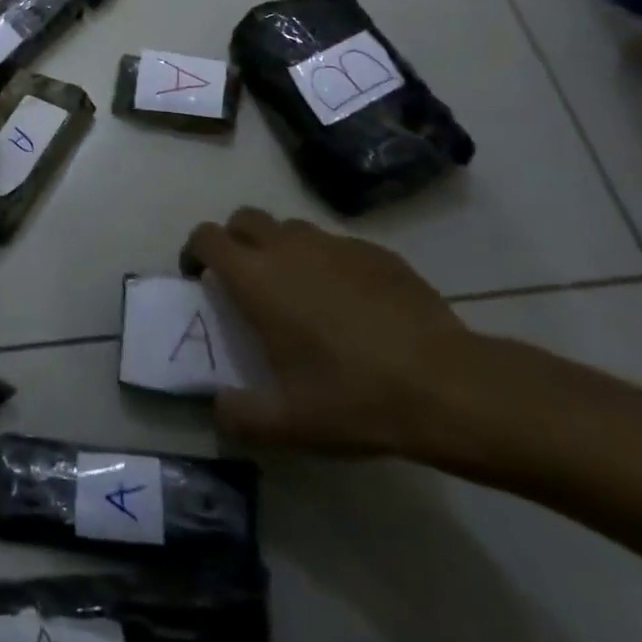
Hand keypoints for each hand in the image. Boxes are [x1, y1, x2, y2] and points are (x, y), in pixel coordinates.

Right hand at [183, 208, 482, 459]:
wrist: (446, 385)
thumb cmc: (353, 396)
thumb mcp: (289, 423)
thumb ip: (240, 416)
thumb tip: (218, 410)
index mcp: (256, 277)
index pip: (208, 238)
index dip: (195, 251)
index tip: (200, 278)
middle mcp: (289, 247)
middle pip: (245, 219)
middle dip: (236, 240)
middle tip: (245, 281)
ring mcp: (335, 244)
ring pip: (291, 228)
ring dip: (281, 249)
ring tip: (298, 292)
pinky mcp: (375, 251)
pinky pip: (336, 246)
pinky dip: (327, 263)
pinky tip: (350, 304)